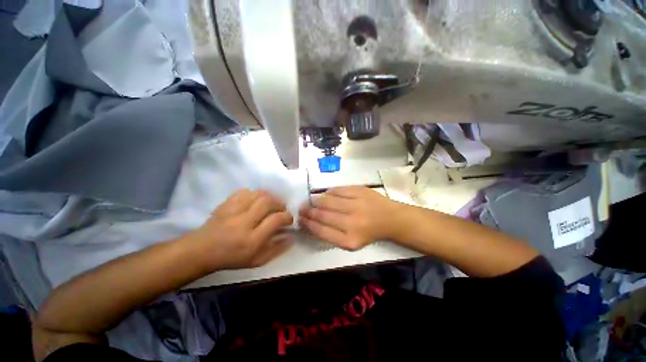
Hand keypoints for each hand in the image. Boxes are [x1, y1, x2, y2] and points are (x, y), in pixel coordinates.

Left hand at [185, 189, 294, 270]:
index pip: (276, 220)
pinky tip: (255, 201)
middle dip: (279, 203)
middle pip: (267, 202)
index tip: (289, 219)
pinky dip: (254, 194)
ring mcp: (233, 211)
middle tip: (281, 209)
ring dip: (269, 197)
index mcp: (252, 240)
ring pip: (257, 194)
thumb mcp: (257, 261)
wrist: (201, 251)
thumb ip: (277, 249)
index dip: (287, 216)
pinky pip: (244, 191)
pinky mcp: (226, 204)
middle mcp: (243, 223)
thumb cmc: (232, 258)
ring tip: (271, 204)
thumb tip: (292, 236)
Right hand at [299, 186, 403, 249]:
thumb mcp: (350, 242)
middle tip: (302, 208)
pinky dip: (328, 192)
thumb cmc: (367, 232)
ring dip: (316, 200)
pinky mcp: (360, 191)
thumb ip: (330, 234)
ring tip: (311, 200)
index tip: (300, 219)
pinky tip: (326, 194)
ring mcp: (357, 205)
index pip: (321, 231)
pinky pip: (337, 190)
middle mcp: (352, 223)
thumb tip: (311, 222)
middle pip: (323, 215)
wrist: (390, 218)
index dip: (308, 224)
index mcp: (349, 240)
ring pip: (328, 200)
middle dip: (308, 211)